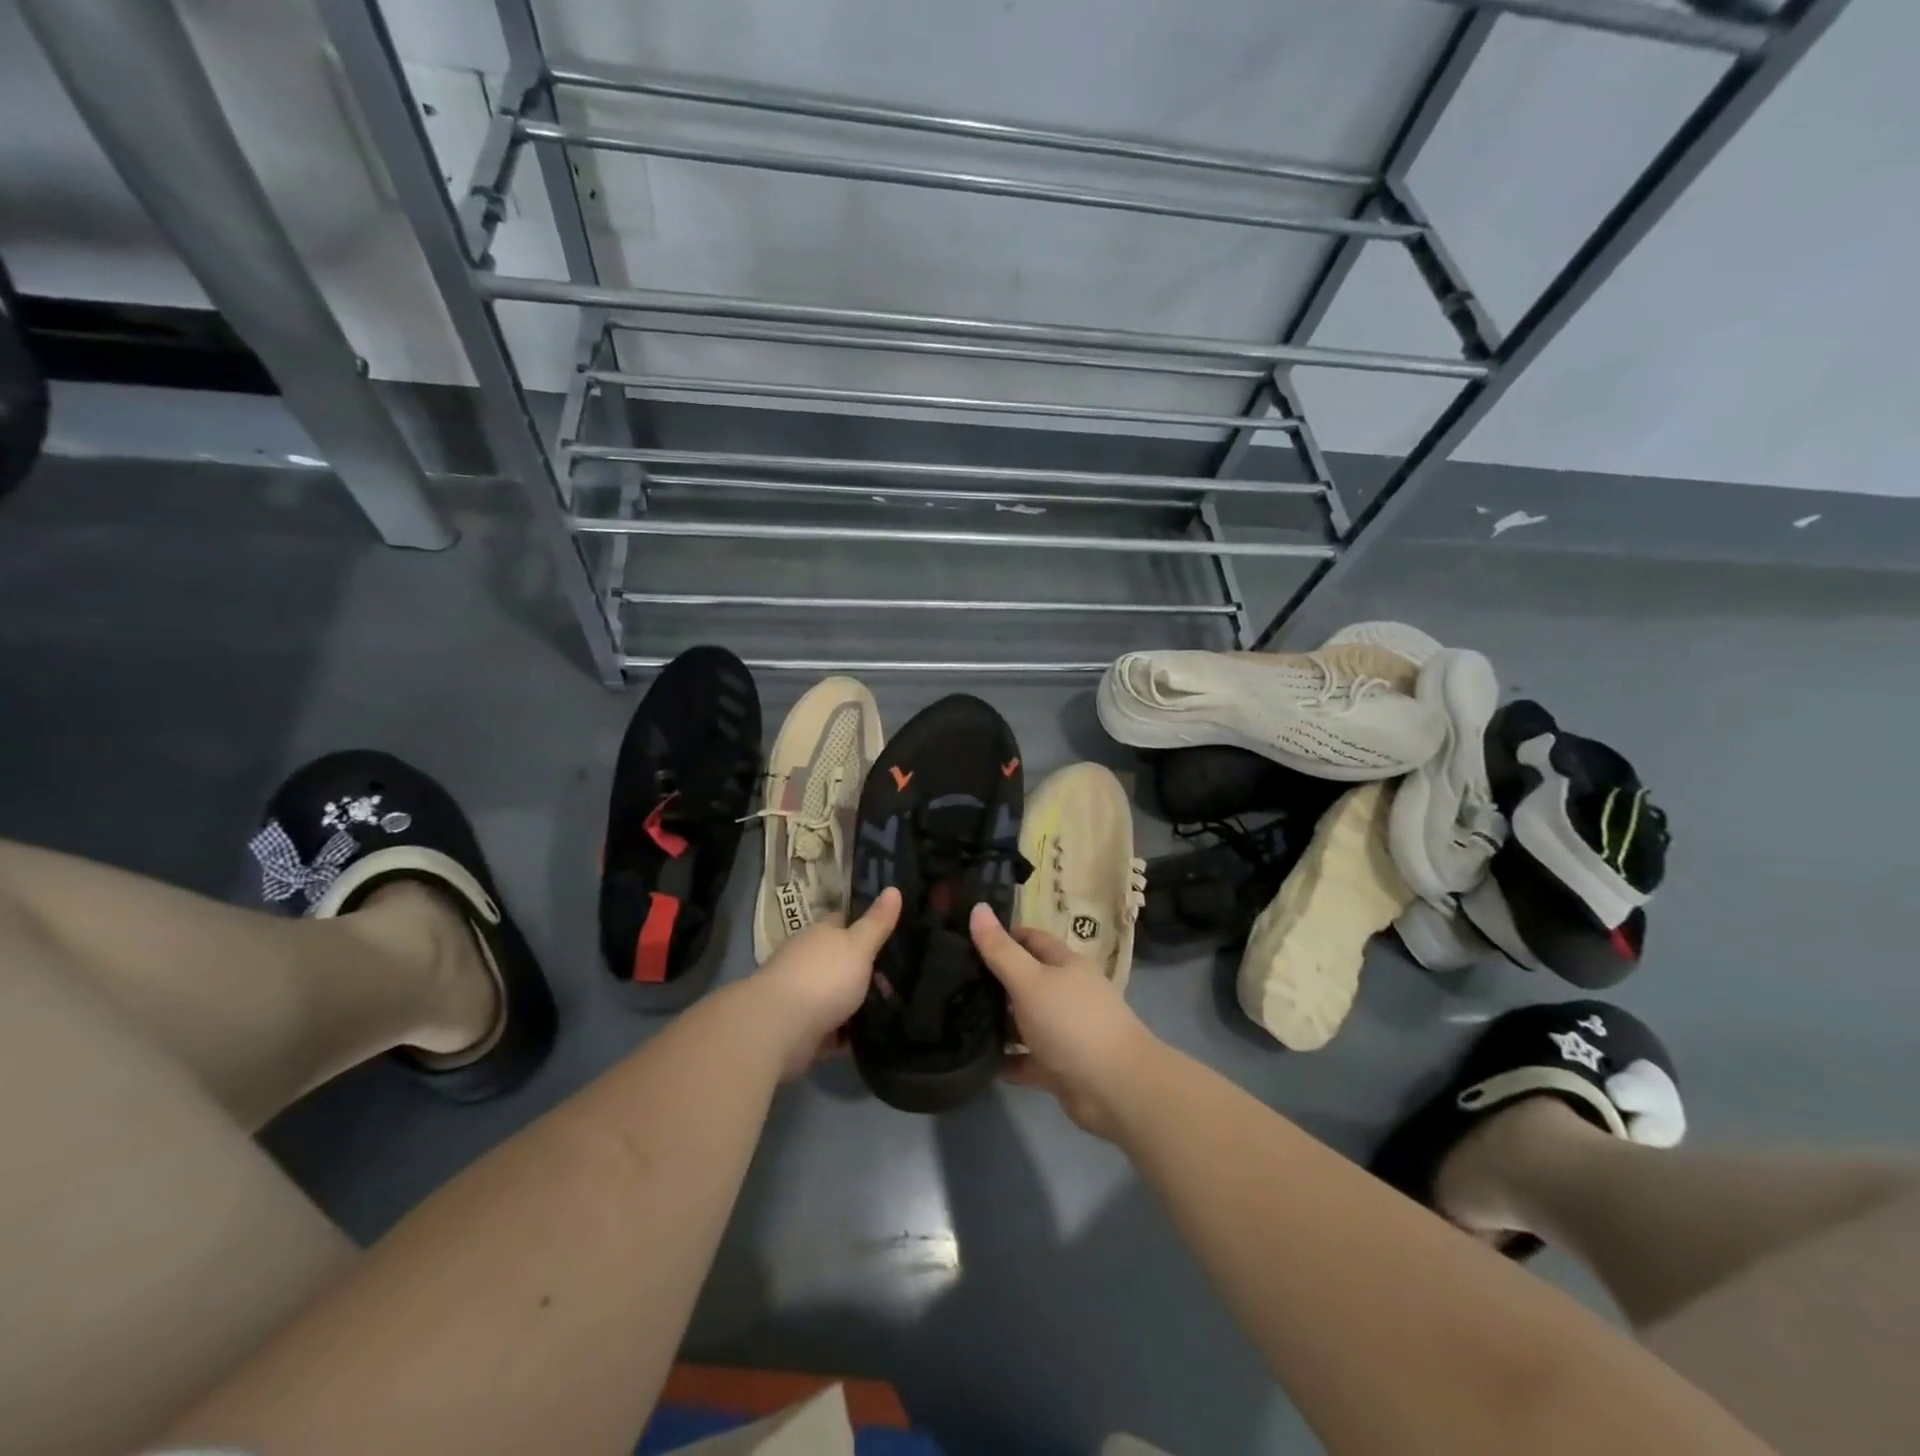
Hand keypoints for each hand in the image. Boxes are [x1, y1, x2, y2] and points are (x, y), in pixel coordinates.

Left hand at [748, 887, 900, 1078]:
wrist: (778, 1028)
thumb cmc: (823, 978)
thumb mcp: (859, 946)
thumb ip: (877, 922)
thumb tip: (894, 889)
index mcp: (820, 934)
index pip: (844, 921)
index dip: (867, 924)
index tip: (893, 932)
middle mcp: (808, 960)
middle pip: (842, 960)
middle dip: (867, 970)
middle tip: (902, 979)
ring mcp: (803, 995)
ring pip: (838, 995)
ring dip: (859, 1003)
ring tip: (896, 1009)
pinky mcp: (802, 1029)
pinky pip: (833, 1029)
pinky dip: (849, 1034)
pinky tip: (875, 1037)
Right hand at [969, 903, 1156, 1138]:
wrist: (1115, 1088)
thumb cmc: (1071, 1023)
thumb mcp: (1030, 980)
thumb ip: (1000, 950)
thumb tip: (977, 907)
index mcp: (1065, 965)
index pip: (1031, 940)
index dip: (1002, 937)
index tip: (966, 942)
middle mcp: (1067, 994)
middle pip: (1026, 981)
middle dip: (994, 982)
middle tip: (951, 982)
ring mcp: (1064, 1032)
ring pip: (1025, 1021)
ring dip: (998, 1023)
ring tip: (956, 1020)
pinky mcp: (1059, 1067)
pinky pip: (1026, 1059)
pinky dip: (1007, 1060)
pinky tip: (977, 1061)